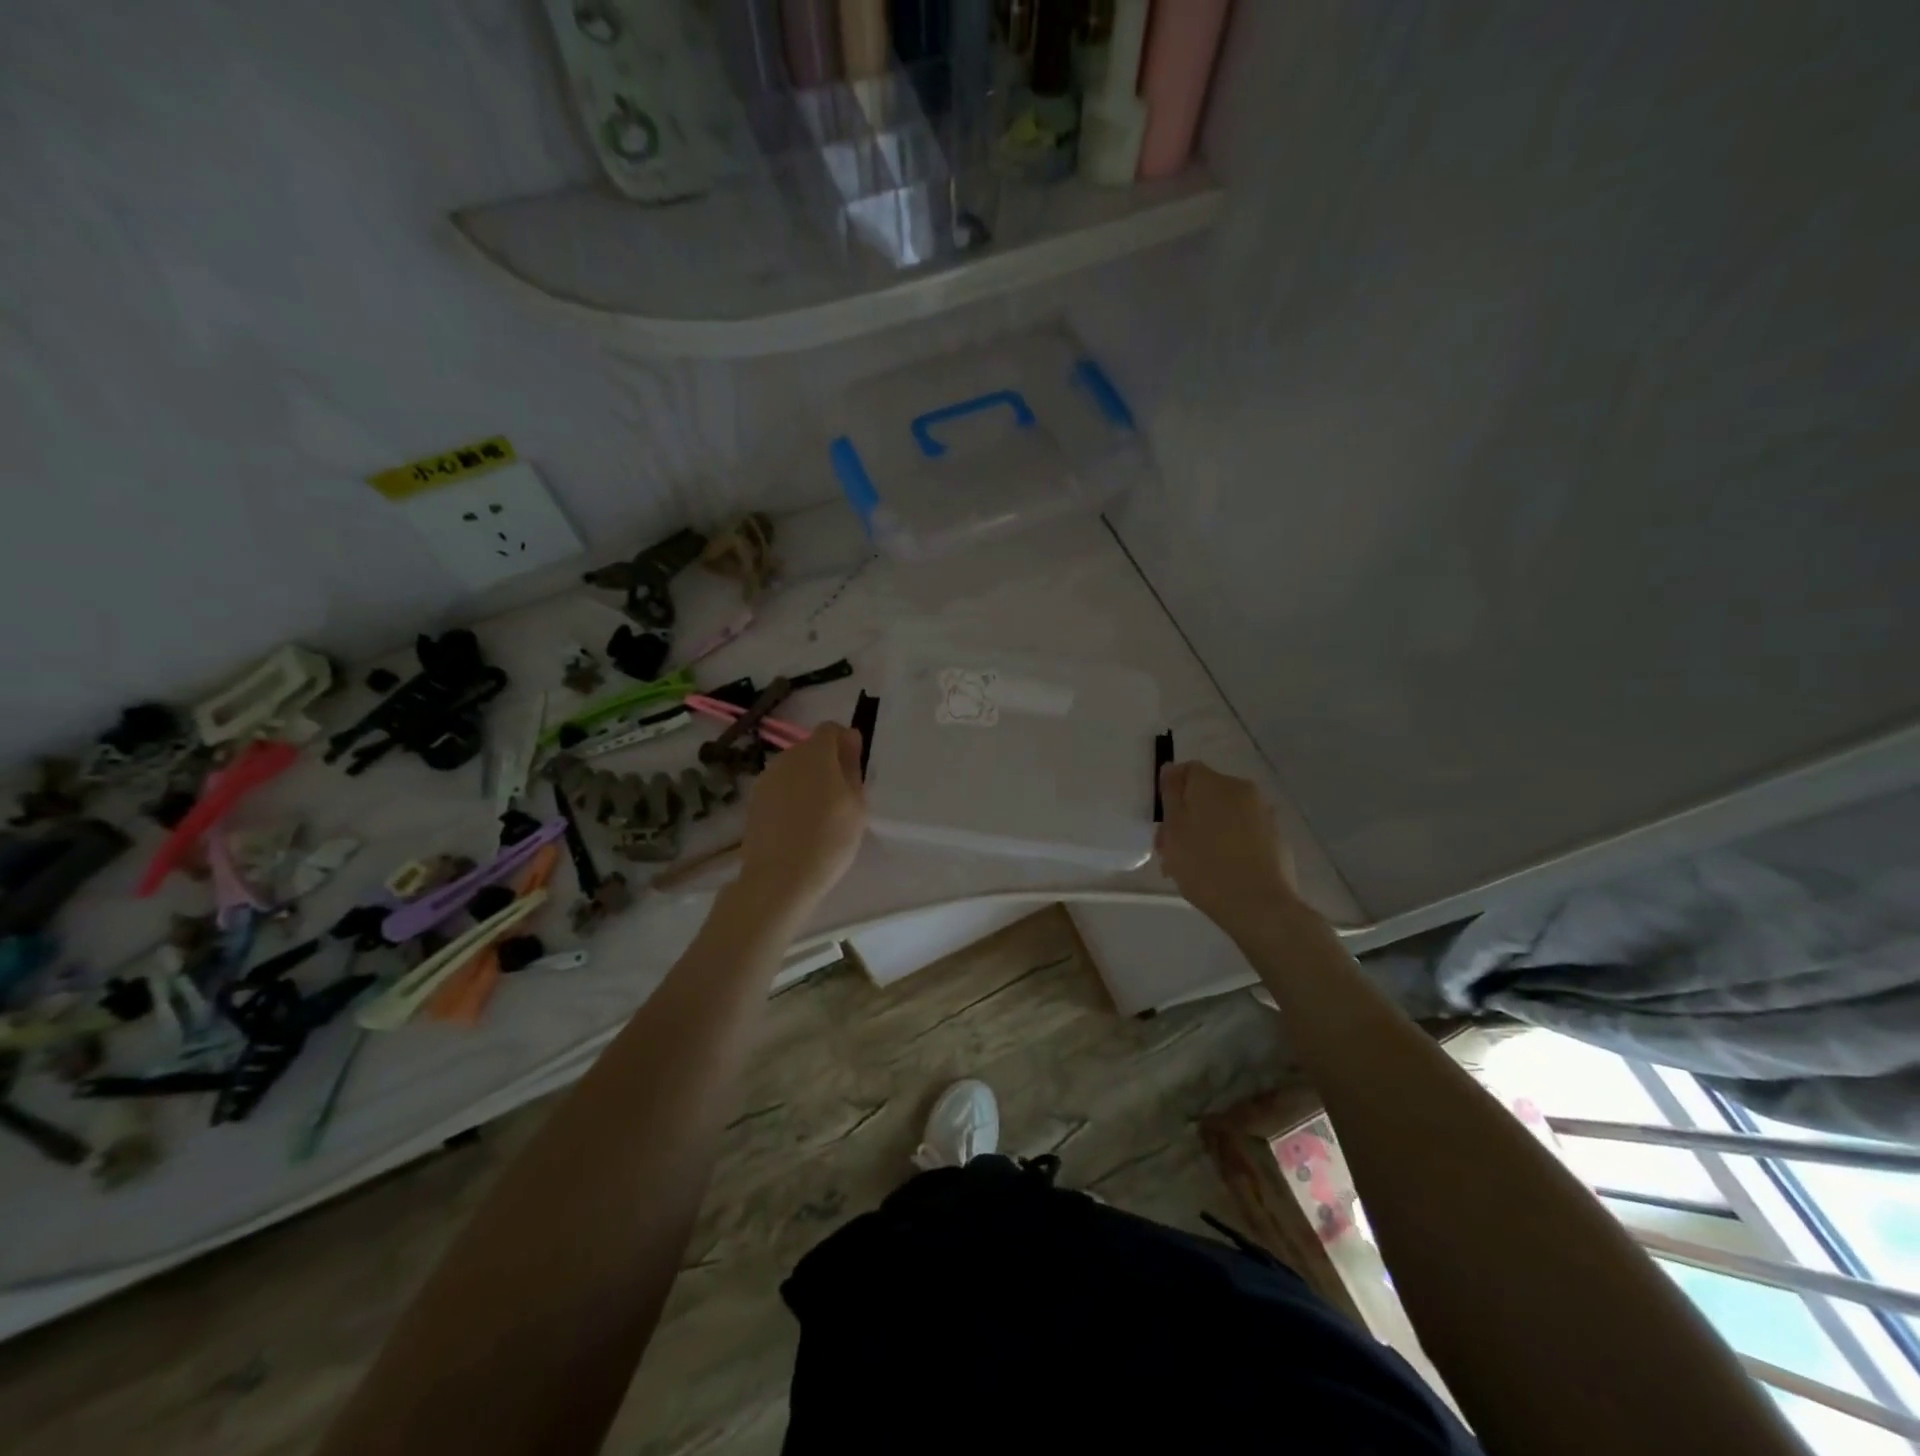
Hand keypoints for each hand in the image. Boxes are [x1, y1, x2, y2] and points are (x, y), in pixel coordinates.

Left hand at [735, 722, 867, 913]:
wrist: (779, 878)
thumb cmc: (829, 839)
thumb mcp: (856, 804)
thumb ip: (853, 767)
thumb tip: (850, 739)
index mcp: (815, 753)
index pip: (830, 729)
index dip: (844, 743)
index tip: (854, 769)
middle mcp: (786, 758)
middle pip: (810, 749)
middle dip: (826, 764)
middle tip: (840, 798)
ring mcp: (766, 779)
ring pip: (793, 769)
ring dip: (807, 781)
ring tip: (818, 816)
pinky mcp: (753, 801)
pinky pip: (779, 788)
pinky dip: (790, 798)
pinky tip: (797, 826)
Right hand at [1155, 762, 1297, 931]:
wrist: (1258, 905)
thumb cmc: (1204, 865)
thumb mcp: (1173, 830)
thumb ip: (1171, 795)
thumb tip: (1171, 769)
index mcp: (1213, 783)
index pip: (1187, 770)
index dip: (1172, 792)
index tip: (1164, 820)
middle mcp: (1242, 789)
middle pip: (1208, 793)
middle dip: (1190, 815)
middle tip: (1174, 848)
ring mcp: (1264, 813)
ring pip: (1226, 814)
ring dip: (1210, 830)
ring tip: (1196, 865)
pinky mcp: (1277, 837)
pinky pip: (1245, 832)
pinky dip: (1231, 843)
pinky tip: (1222, 871)